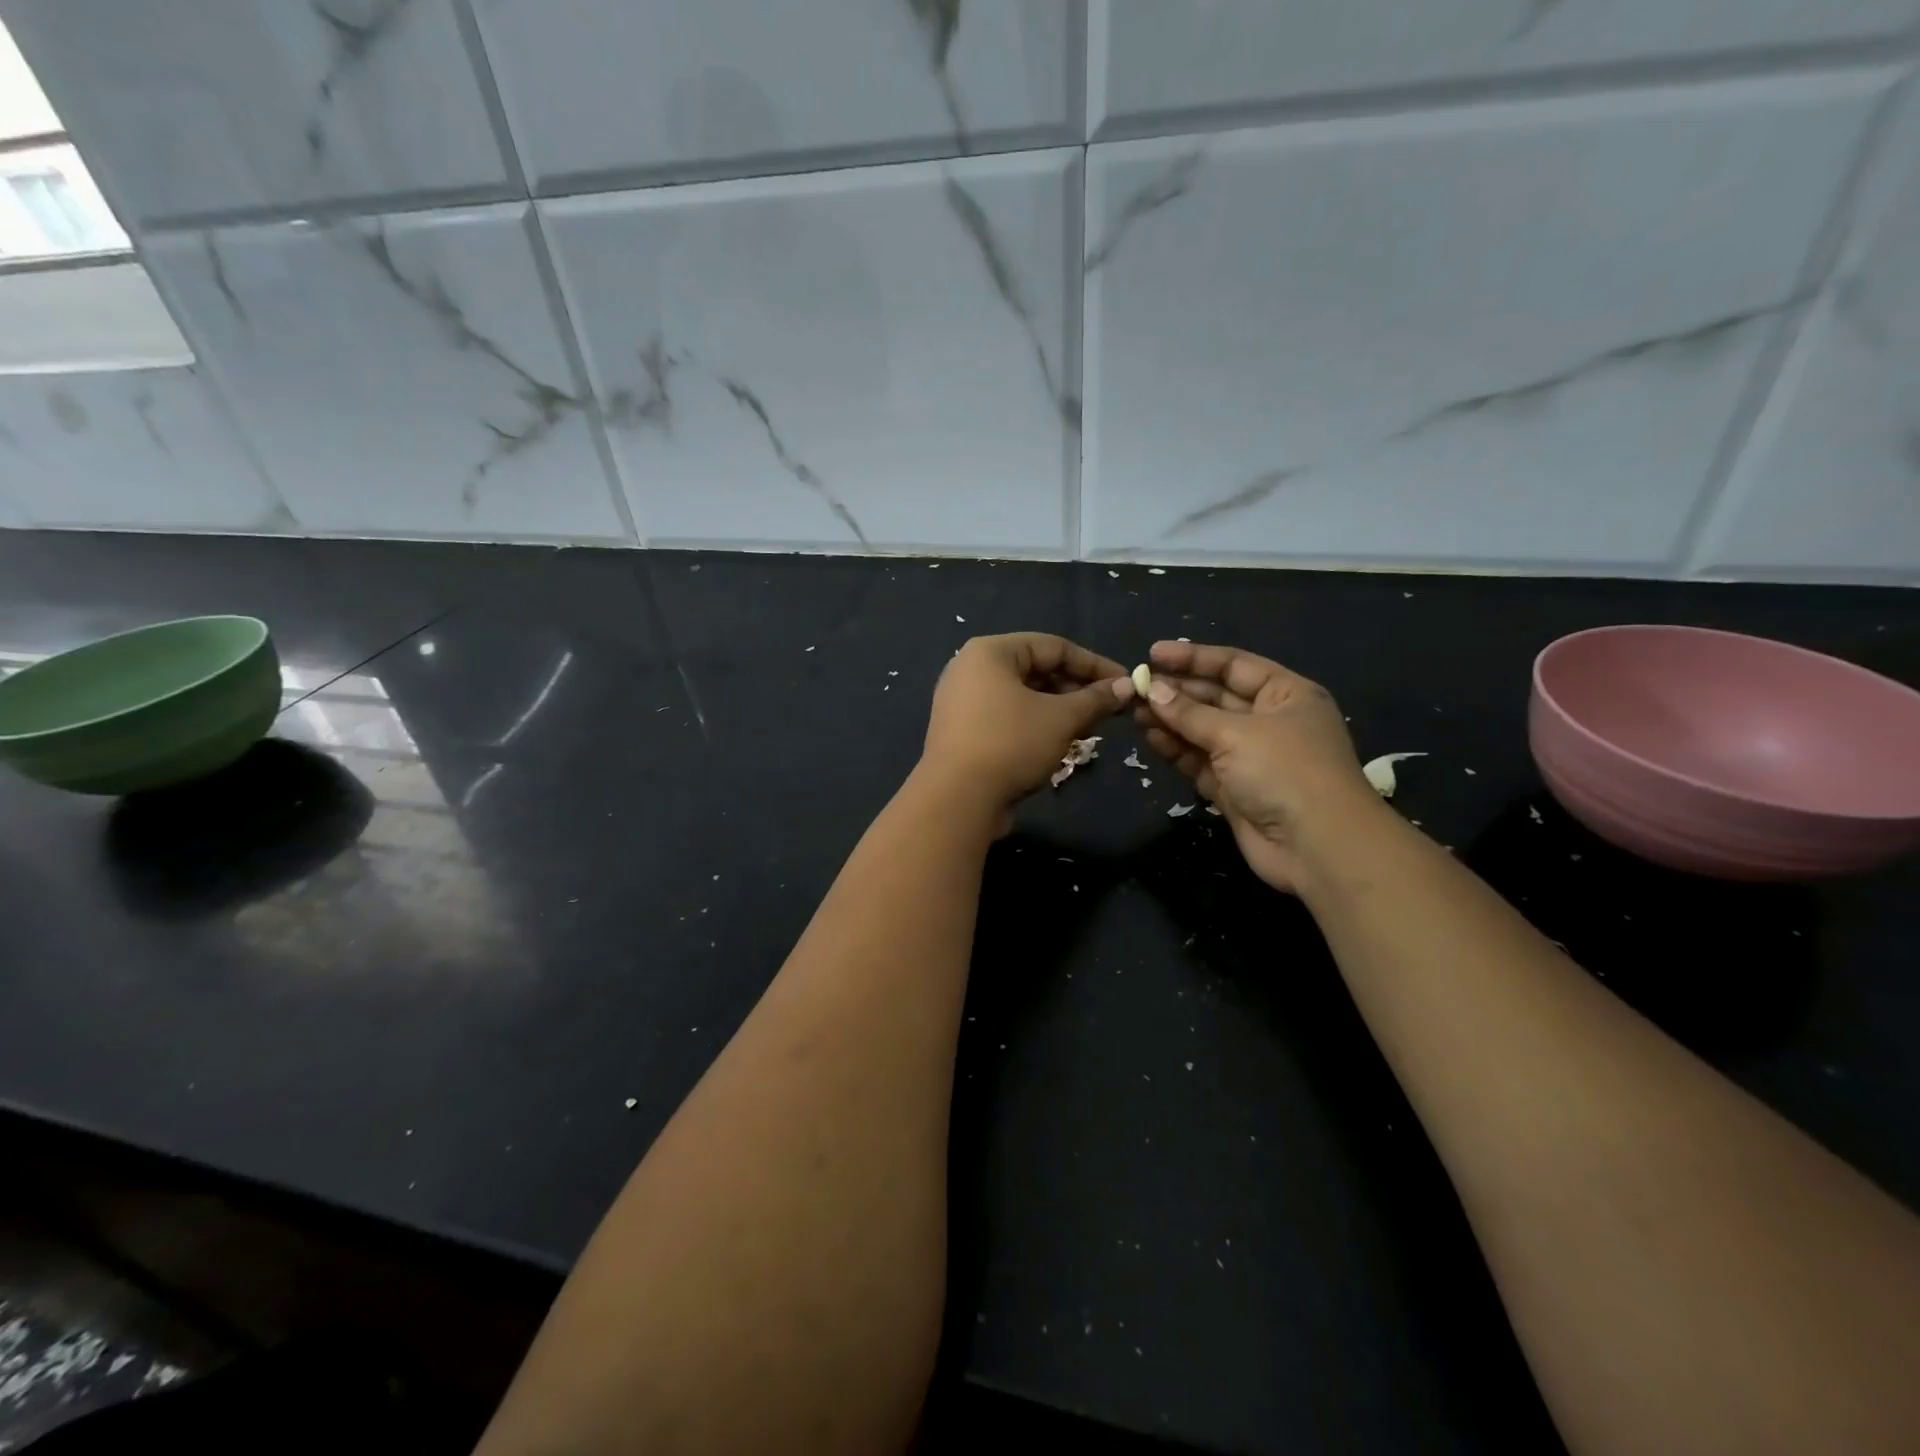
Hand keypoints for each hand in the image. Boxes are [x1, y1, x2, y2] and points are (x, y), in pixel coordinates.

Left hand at [921, 633, 1127, 808]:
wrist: (956, 799)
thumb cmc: (1011, 744)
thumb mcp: (1061, 719)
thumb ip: (1096, 699)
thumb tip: (1127, 687)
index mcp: (990, 652)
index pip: (1054, 646)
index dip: (1094, 664)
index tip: (1125, 683)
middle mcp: (970, 669)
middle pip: (1036, 669)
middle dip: (1076, 689)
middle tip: (1109, 710)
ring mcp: (961, 701)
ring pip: (1022, 696)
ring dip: (1059, 709)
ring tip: (1088, 728)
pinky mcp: (962, 731)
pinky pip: (1006, 717)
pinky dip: (1034, 724)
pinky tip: (1058, 744)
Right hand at [1124, 640, 1381, 892]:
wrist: (1317, 846)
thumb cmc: (1285, 771)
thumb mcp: (1236, 733)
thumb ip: (1190, 713)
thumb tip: (1153, 690)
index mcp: (1286, 695)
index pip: (1234, 666)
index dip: (1193, 658)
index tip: (1153, 654)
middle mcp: (1269, 722)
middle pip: (1215, 698)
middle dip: (1177, 692)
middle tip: (1136, 687)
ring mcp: (1251, 757)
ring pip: (1204, 731)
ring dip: (1171, 721)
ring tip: (1134, 712)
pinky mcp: (1234, 789)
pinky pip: (1200, 761)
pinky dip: (1177, 750)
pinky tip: (1151, 739)